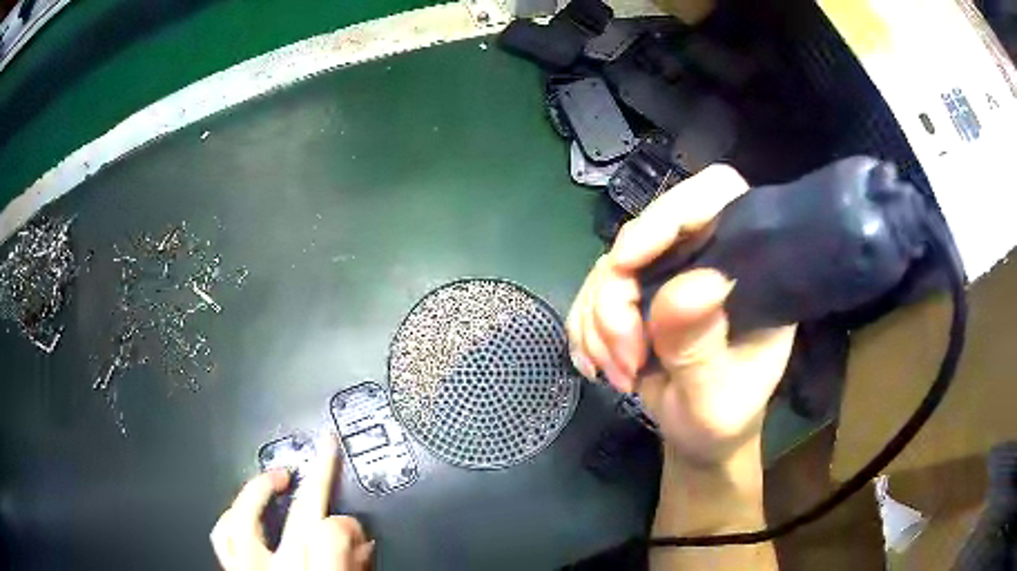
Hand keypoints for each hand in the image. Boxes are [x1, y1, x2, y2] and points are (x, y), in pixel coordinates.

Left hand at [211, 437, 372, 569]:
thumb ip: (353, 569)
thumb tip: (358, 540)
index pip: (333, 535)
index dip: (349, 525)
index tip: (359, 528)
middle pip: (296, 517)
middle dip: (317, 478)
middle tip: (324, 451)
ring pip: (244, 518)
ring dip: (261, 490)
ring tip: (277, 476)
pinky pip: (222, 537)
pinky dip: (232, 516)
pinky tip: (242, 509)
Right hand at [567, 165, 796, 465]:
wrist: (699, 436)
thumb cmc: (722, 418)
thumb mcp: (716, 397)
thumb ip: (702, 347)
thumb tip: (689, 285)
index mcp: (750, 266)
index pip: (718, 193)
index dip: (672, 211)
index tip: (630, 262)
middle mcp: (708, 256)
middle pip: (646, 231)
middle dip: (618, 295)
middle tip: (624, 356)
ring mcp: (668, 273)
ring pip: (609, 266)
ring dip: (599, 322)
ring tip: (618, 373)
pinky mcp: (636, 292)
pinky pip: (590, 292)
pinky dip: (585, 329)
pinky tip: (599, 365)